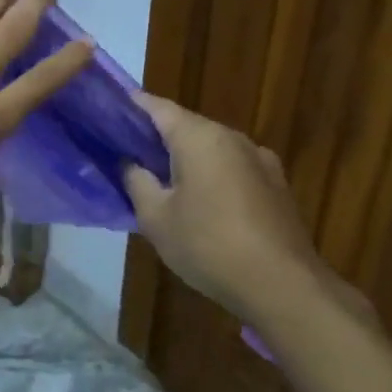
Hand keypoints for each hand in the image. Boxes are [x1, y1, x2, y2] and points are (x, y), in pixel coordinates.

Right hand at [123, 94, 353, 314]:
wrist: (283, 286)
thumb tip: (129, 163)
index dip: (130, 106)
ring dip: (186, 158)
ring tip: (162, 181)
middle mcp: (233, 138)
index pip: (157, 107)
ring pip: (212, 148)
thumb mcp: (156, 218)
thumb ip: (137, 182)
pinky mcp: (276, 186)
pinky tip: (201, 204)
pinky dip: (211, 176)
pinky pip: (233, 169)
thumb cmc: (208, 245)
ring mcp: (260, 161)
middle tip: (127, 153)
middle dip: (157, 136)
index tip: (108, 111)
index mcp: (200, 138)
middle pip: (187, 126)